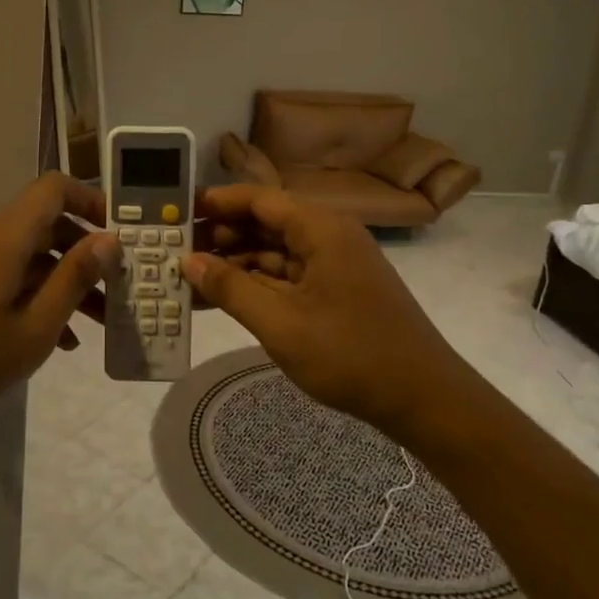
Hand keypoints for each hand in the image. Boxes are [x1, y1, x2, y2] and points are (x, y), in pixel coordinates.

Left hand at [0, 172, 118, 427]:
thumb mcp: (34, 328)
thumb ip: (74, 279)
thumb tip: (110, 239)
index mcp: (5, 237)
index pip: (54, 188)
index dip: (92, 200)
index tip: (121, 233)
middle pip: (46, 223)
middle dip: (86, 252)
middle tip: (118, 286)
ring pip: (29, 255)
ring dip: (64, 280)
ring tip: (98, 322)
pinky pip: (7, 275)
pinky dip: (36, 294)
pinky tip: (58, 338)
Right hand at [182, 185, 458, 431]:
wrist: (423, 399)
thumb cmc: (350, 355)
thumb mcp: (280, 324)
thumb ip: (231, 288)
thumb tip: (188, 261)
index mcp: (321, 229)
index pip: (259, 199)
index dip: (217, 202)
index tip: (178, 211)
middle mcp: (329, 236)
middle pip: (266, 223)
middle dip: (221, 235)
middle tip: (175, 250)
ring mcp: (334, 265)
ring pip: (275, 251)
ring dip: (236, 263)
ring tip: (190, 277)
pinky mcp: (336, 290)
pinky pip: (288, 276)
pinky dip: (257, 284)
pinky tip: (224, 298)